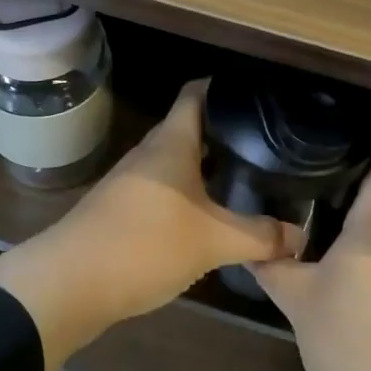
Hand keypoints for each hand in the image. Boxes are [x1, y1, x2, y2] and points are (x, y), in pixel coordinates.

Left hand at [0, 80, 302, 370]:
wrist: (69, 284)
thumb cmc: (145, 244)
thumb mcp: (214, 241)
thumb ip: (260, 237)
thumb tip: (300, 237)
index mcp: (170, 144)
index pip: (195, 95)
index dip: (222, 87)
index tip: (255, 94)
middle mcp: (148, 155)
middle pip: (188, 130)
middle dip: (223, 134)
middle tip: (264, 144)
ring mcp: (130, 183)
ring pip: (174, 165)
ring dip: (204, 169)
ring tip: (244, 180)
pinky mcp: (119, 212)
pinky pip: (162, 193)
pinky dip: (186, 197)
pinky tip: (207, 219)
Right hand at [249, 147, 370, 370]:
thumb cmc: (354, 337)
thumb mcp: (299, 302)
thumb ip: (275, 270)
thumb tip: (250, 247)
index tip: (342, 133)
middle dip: (352, 184)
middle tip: (308, 173)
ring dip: (355, 222)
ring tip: (312, 213)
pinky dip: (361, 253)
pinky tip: (334, 264)